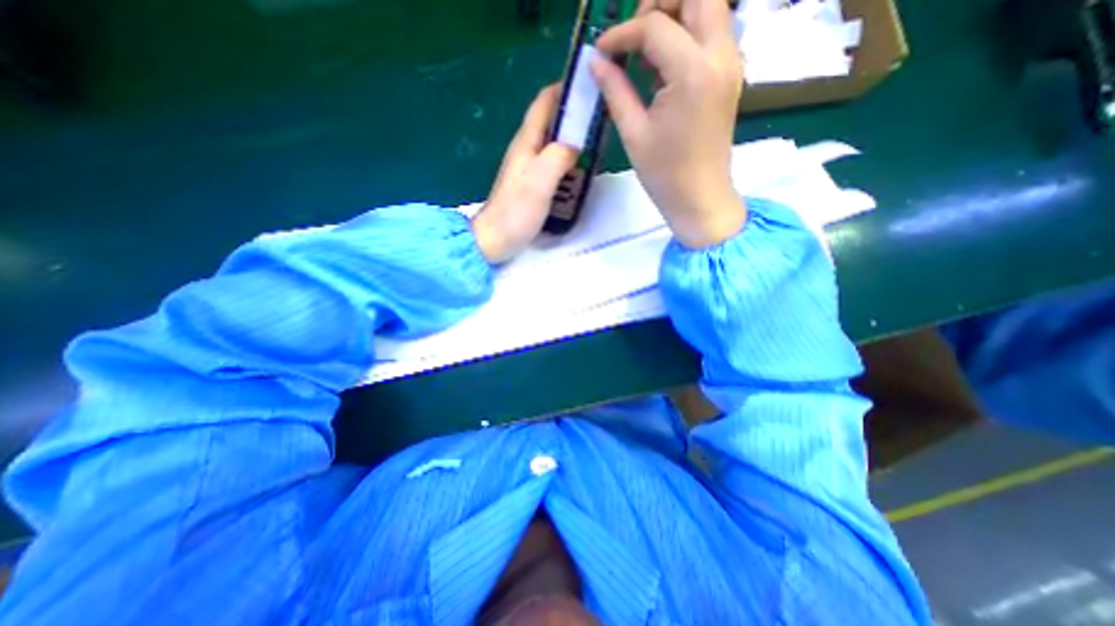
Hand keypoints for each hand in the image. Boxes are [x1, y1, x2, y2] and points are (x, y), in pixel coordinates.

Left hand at [470, 82, 579, 261]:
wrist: (495, 239)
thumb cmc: (515, 212)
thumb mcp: (540, 182)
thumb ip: (558, 157)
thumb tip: (577, 141)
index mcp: (526, 142)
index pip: (544, 103)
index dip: (565, 89)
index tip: (591, 86)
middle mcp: (526, 149)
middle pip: (551, 121)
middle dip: (575, 114)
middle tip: (601, 117)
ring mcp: (528, 168)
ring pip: (553, 142)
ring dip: (573, 137)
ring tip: (597, 140)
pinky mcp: (532, 184)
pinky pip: (553, 162)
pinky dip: (569, 159)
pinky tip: (581, 168)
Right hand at [592, 0, 748, 249]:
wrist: (700, 198)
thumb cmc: (664, 174)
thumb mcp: (634, 133)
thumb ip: (615, 90)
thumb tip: (596, 61)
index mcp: (692, 73)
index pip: (655, 26)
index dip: (622, 34)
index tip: (601, 52)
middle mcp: (720, 56)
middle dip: (660, 3)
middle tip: (633, 36)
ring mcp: (730, 64)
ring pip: (709, 8)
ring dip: (676, 16)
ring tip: (646, 53)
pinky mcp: (729, 76)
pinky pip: (712, 34)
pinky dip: (686, 35)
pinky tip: (663, 69)